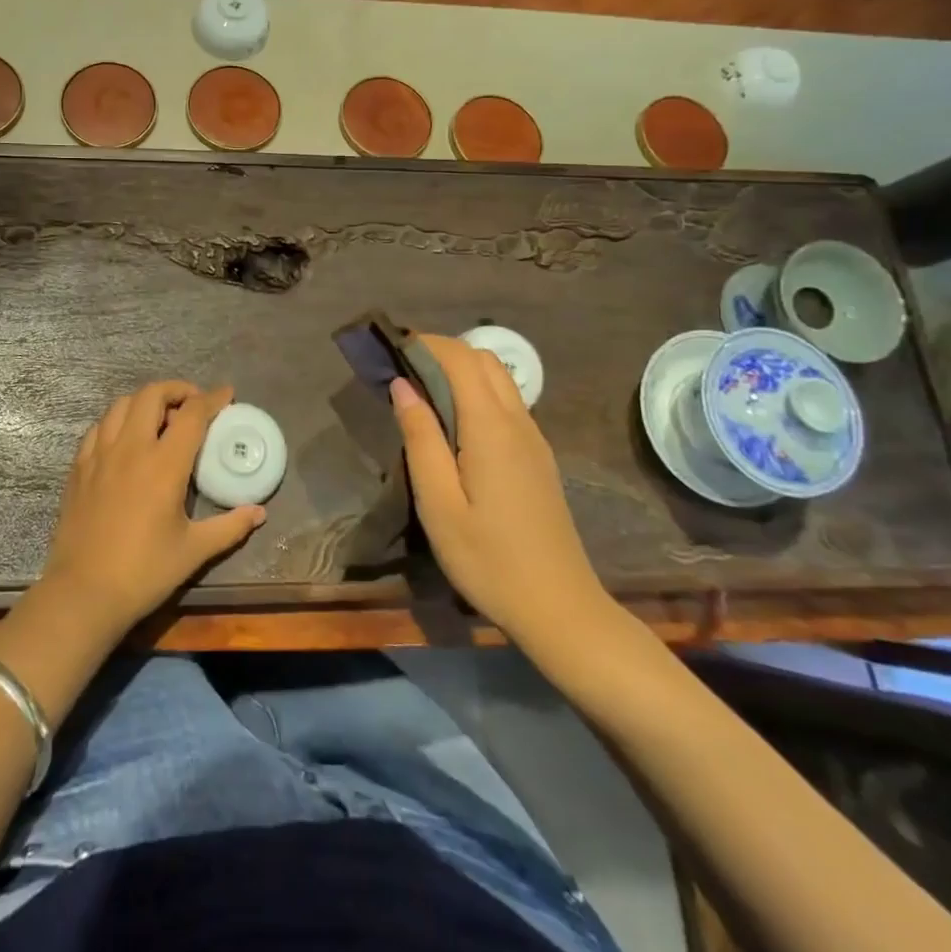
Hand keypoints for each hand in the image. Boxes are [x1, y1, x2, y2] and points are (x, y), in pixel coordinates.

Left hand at [39, 381, 264, 636]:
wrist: (83, 592)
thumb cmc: (144, 572)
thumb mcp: (194, 550)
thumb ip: (230, 526)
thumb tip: (259, 512)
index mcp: (163, 464)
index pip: (192, 414)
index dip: (212, 398)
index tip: (226, 394)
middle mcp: (131, 448)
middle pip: (152, 394)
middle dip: (176, 390)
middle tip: (192, 405)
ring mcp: (99, 454)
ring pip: (121, 404)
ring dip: (145, 401)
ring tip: (159, 418)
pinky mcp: (78, 467)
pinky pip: (98, 427)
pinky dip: (117, 421)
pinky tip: (125, 439)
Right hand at [390, 335, 611, 647]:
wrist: (559, 609)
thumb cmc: (488, 559)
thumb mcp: (438, 503)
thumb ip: (420, 438)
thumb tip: (403, 386)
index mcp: (491, 427)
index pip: (461, 359)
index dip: (426, 343)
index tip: (390, 346)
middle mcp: (518, 422)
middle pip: (484, 360)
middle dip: (442, 350)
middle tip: (402, 367)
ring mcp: (533, 439)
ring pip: (499, 380)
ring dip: (460, 369)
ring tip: (420, 390)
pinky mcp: (538, 457)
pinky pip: (506, 403)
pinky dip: (476, 392)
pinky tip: (452, 422)